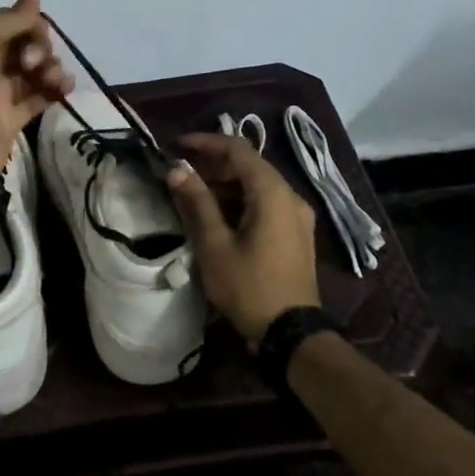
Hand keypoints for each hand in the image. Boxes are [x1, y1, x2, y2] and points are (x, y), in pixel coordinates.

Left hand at [0, 0, 73, 204]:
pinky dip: (55, 89)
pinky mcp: (13, 120)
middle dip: (40, 46)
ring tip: (52, 79)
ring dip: (51, 67)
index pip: (10, 23)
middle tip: (32, 62)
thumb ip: (11, 18)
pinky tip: (65, 87)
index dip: (28, 24)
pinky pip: (40, 97)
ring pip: (36, 71)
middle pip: (26, 45)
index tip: (35, 33)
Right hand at [166, 132, 319, 343]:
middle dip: (213, 163)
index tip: (177, 145)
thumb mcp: (215, 245)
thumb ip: (197, 202)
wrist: (291, 333)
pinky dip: (241, 199)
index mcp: (272, 192)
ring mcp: (297, 214)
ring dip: (226, 183)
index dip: (206, 142)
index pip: (237, 149)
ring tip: (193, 192)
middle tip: (181, 171)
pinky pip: (267, 202)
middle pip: (250, 164)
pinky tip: (218, 213)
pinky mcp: (297, 232)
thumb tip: (177, 170)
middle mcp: (290, 195)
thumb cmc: (249, 286)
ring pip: (258, 184)